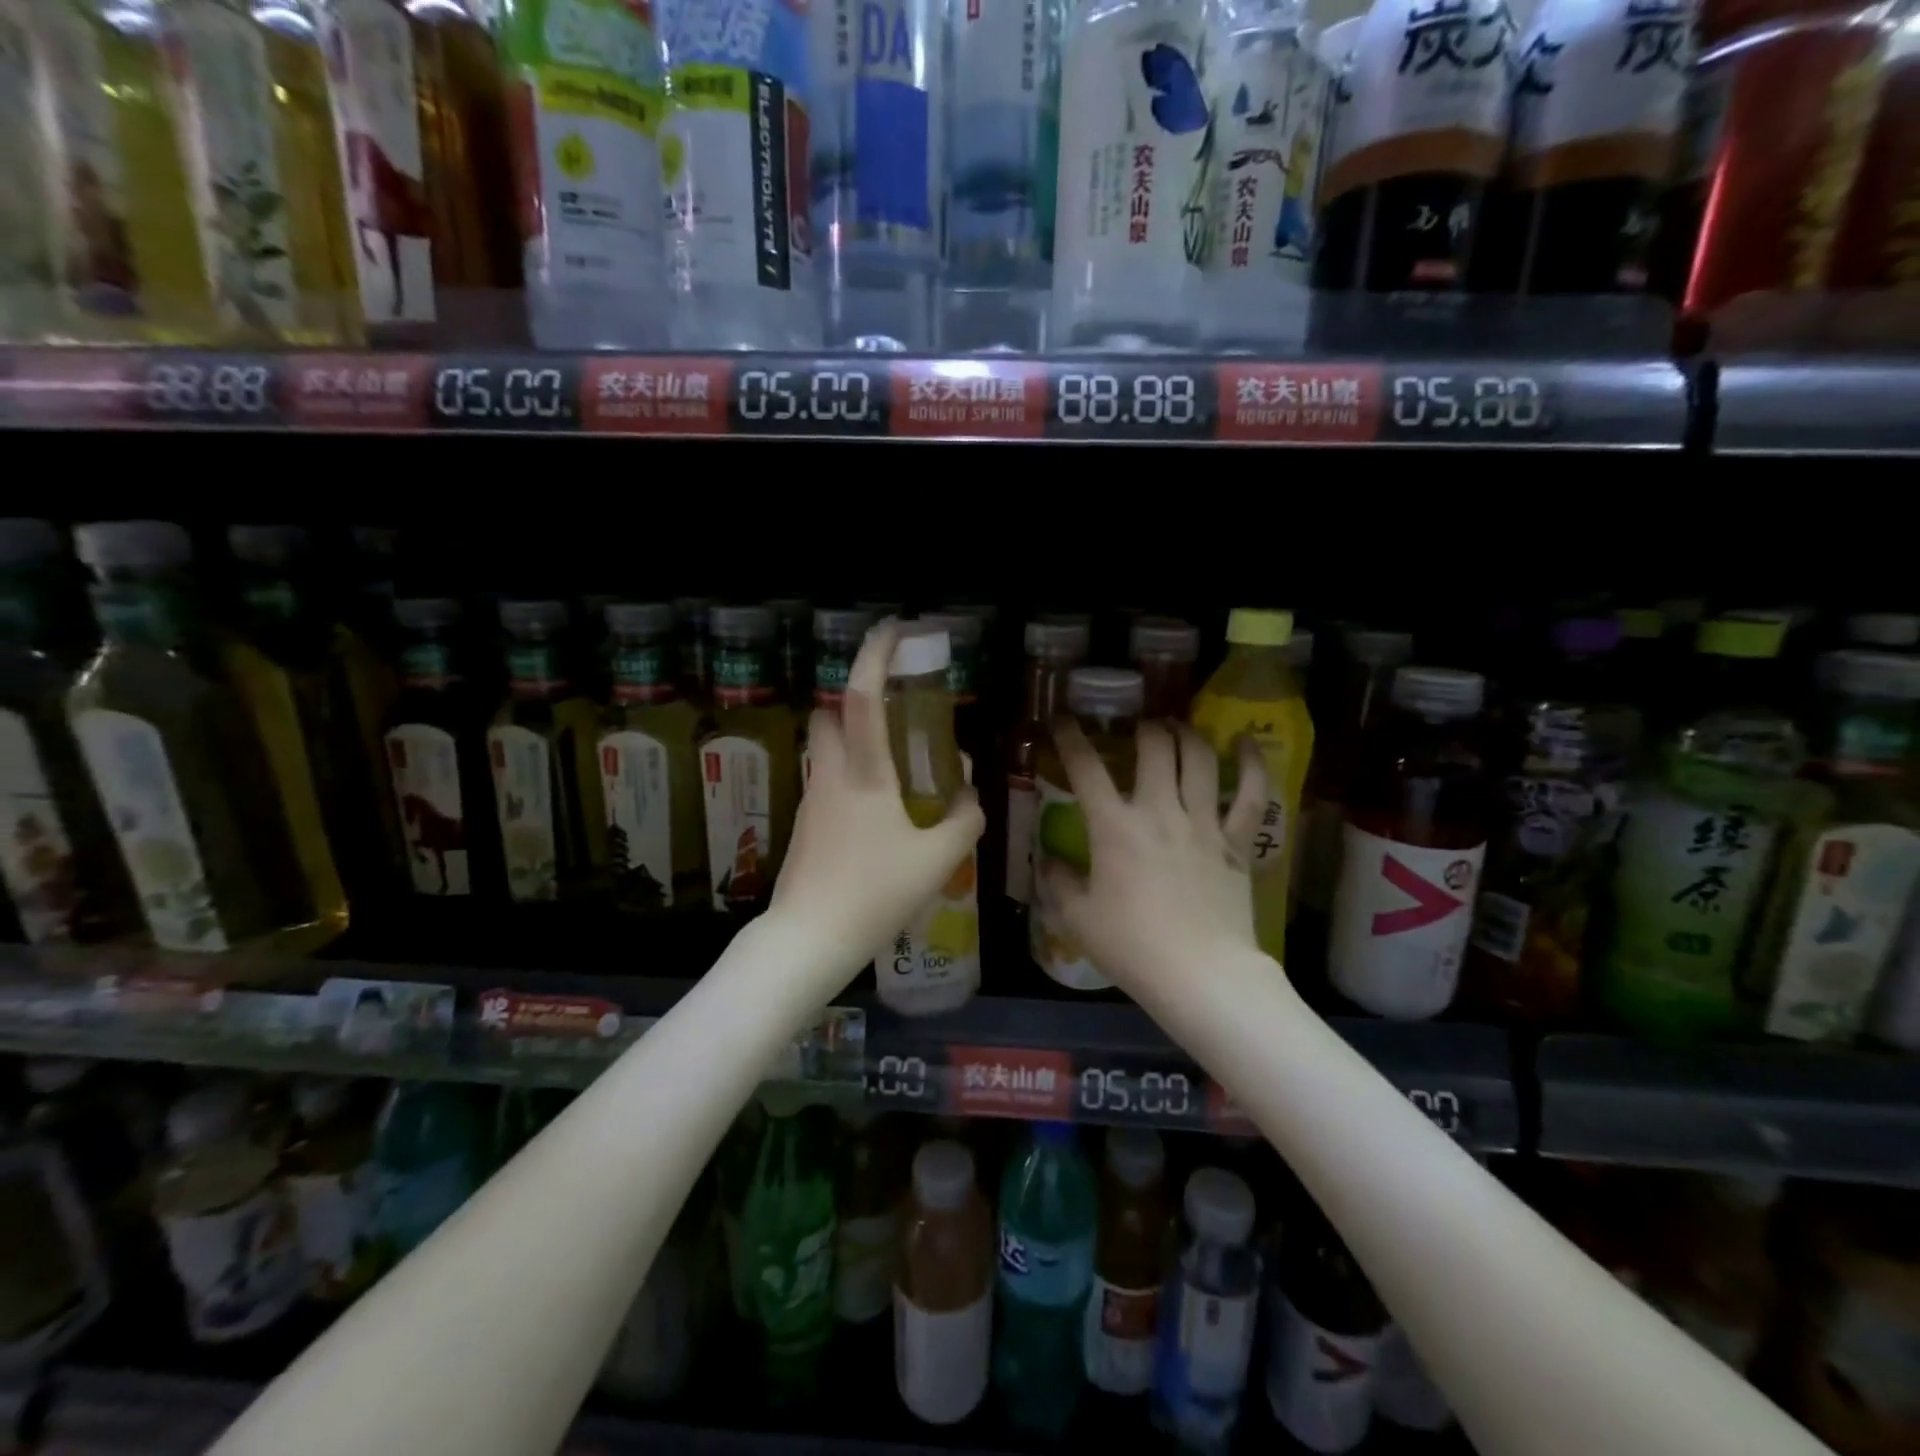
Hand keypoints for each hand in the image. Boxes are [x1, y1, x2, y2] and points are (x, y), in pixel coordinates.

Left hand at [770, 618, 984, 980]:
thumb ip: (965, 818)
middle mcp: (830, 775)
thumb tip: (967, 791)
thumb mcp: (939, 859)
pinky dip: (852, 777)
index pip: (862, 698)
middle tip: (895, 715)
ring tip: (898, 768)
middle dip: (855, 701)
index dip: (875, 656)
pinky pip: (828, 781)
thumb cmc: (875, 893)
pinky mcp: (805, 824)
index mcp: (863, 774)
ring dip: (855, 740)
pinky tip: (880, 814)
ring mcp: (812, 799)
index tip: (892, 629)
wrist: (808, 938)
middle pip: (829, 714)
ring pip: (827, 748)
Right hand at [1038, 721, 1269, 1005]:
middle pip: (1154, 747)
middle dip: (1142, 727)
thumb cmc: (1133, 948)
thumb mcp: (1079, 919)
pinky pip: (1251, 794)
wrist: (1202, 975)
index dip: (1070, 738)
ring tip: (1175, 727)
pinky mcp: (1236, 842)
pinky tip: (1246, 741)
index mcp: (1115, 827)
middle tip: (1137, 727)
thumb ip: (1059, 883)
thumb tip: (1047, 861)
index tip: (1062, 719)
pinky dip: (1252, 763)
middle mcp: (1160, 811)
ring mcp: (1203, 823)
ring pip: (1198, 758)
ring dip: (1185, 734)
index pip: (1086, 768)